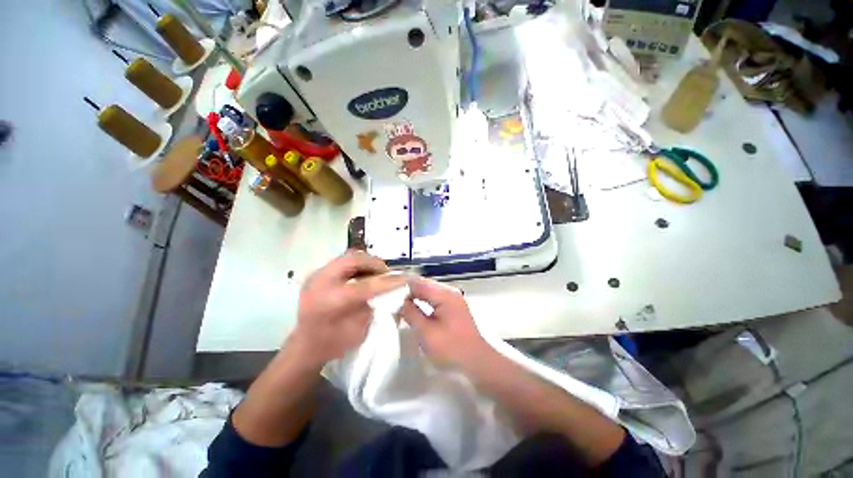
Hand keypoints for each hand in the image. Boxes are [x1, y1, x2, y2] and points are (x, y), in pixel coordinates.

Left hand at [290, 250, 404, 365]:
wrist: (305, 346)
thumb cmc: (333, 344)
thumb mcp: (360, 330)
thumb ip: (375, 306)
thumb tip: (393, 289)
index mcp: (330, 301)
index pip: (366, 284)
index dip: (388, 281)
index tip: (405, 279)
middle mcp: (320, 282)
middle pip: (354, 259)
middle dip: (375, 264)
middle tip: (387, 274)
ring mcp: (317, 275)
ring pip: (349, 256)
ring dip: (367, 263)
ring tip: (376, 274)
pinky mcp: (318, 273)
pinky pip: (343, 261)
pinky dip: (358, 265)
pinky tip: (364, 276)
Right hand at [400, 277, 490, 367]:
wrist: (478, 362)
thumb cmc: (452, 349)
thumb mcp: (427, 333)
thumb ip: (412, 313)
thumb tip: (400, 301)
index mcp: (444, 294)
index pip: (419, 283)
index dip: (402, 286)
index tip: (387, 293)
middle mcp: (450, 291)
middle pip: (424, 285)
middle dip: (408, 291)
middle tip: (391, 298)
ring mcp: (453, 298)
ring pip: (429, 291)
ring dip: (416, 296)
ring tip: (399, 303)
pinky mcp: (454, 306)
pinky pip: (435, 298)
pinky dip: (424, 301)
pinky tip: (415, 308)